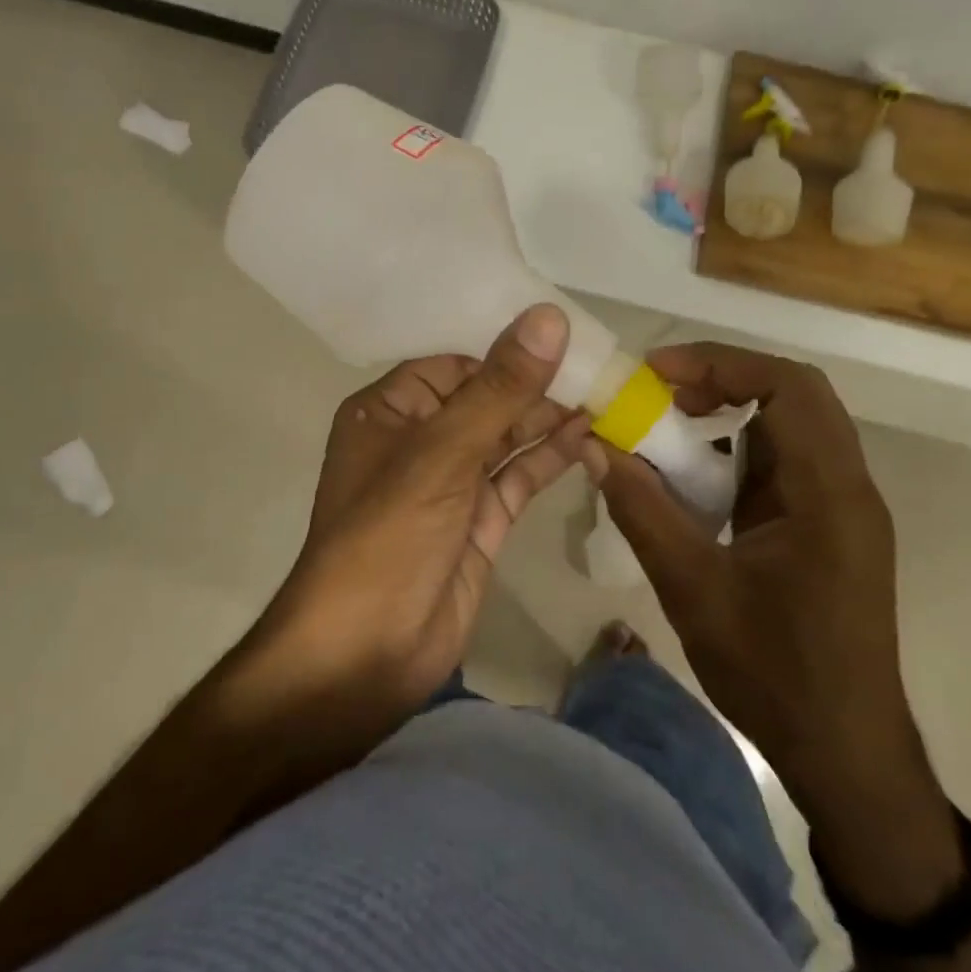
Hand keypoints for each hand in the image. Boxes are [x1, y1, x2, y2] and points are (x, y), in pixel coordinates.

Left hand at [257, 303, 588, 722]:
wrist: (365, 654)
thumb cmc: (390, 535)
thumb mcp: (443, 452)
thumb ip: (500, 387)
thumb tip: (548, 317)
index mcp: (390, 411)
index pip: (456, 363)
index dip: (506, 350)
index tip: (564, 335)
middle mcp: (419, 441)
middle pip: (485, 398)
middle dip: (536, 384)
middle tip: (599, 366)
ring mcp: (451, 484)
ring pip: (506, 437)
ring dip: (550, 419)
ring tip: (604, 396)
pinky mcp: (479, 522)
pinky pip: (518, 477)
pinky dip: (550, 457)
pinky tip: (588, 437)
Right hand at [595, 342, 961, 914]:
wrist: (848, 756)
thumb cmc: (776, 674)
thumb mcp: (693, 590)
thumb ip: (643, 510)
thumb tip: (596, 446)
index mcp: (828, 493)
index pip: (788, 386)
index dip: (720, 363)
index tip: (656, 374)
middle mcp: (847, 486)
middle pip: (793, 394)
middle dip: (722, 379)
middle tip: (659, 392)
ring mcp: (843, 506)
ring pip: (791, 424)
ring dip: (731, 411)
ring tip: (669, 424)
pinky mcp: (831, 526)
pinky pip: (787, 461)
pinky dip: (740, 448)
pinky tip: (696, 476)